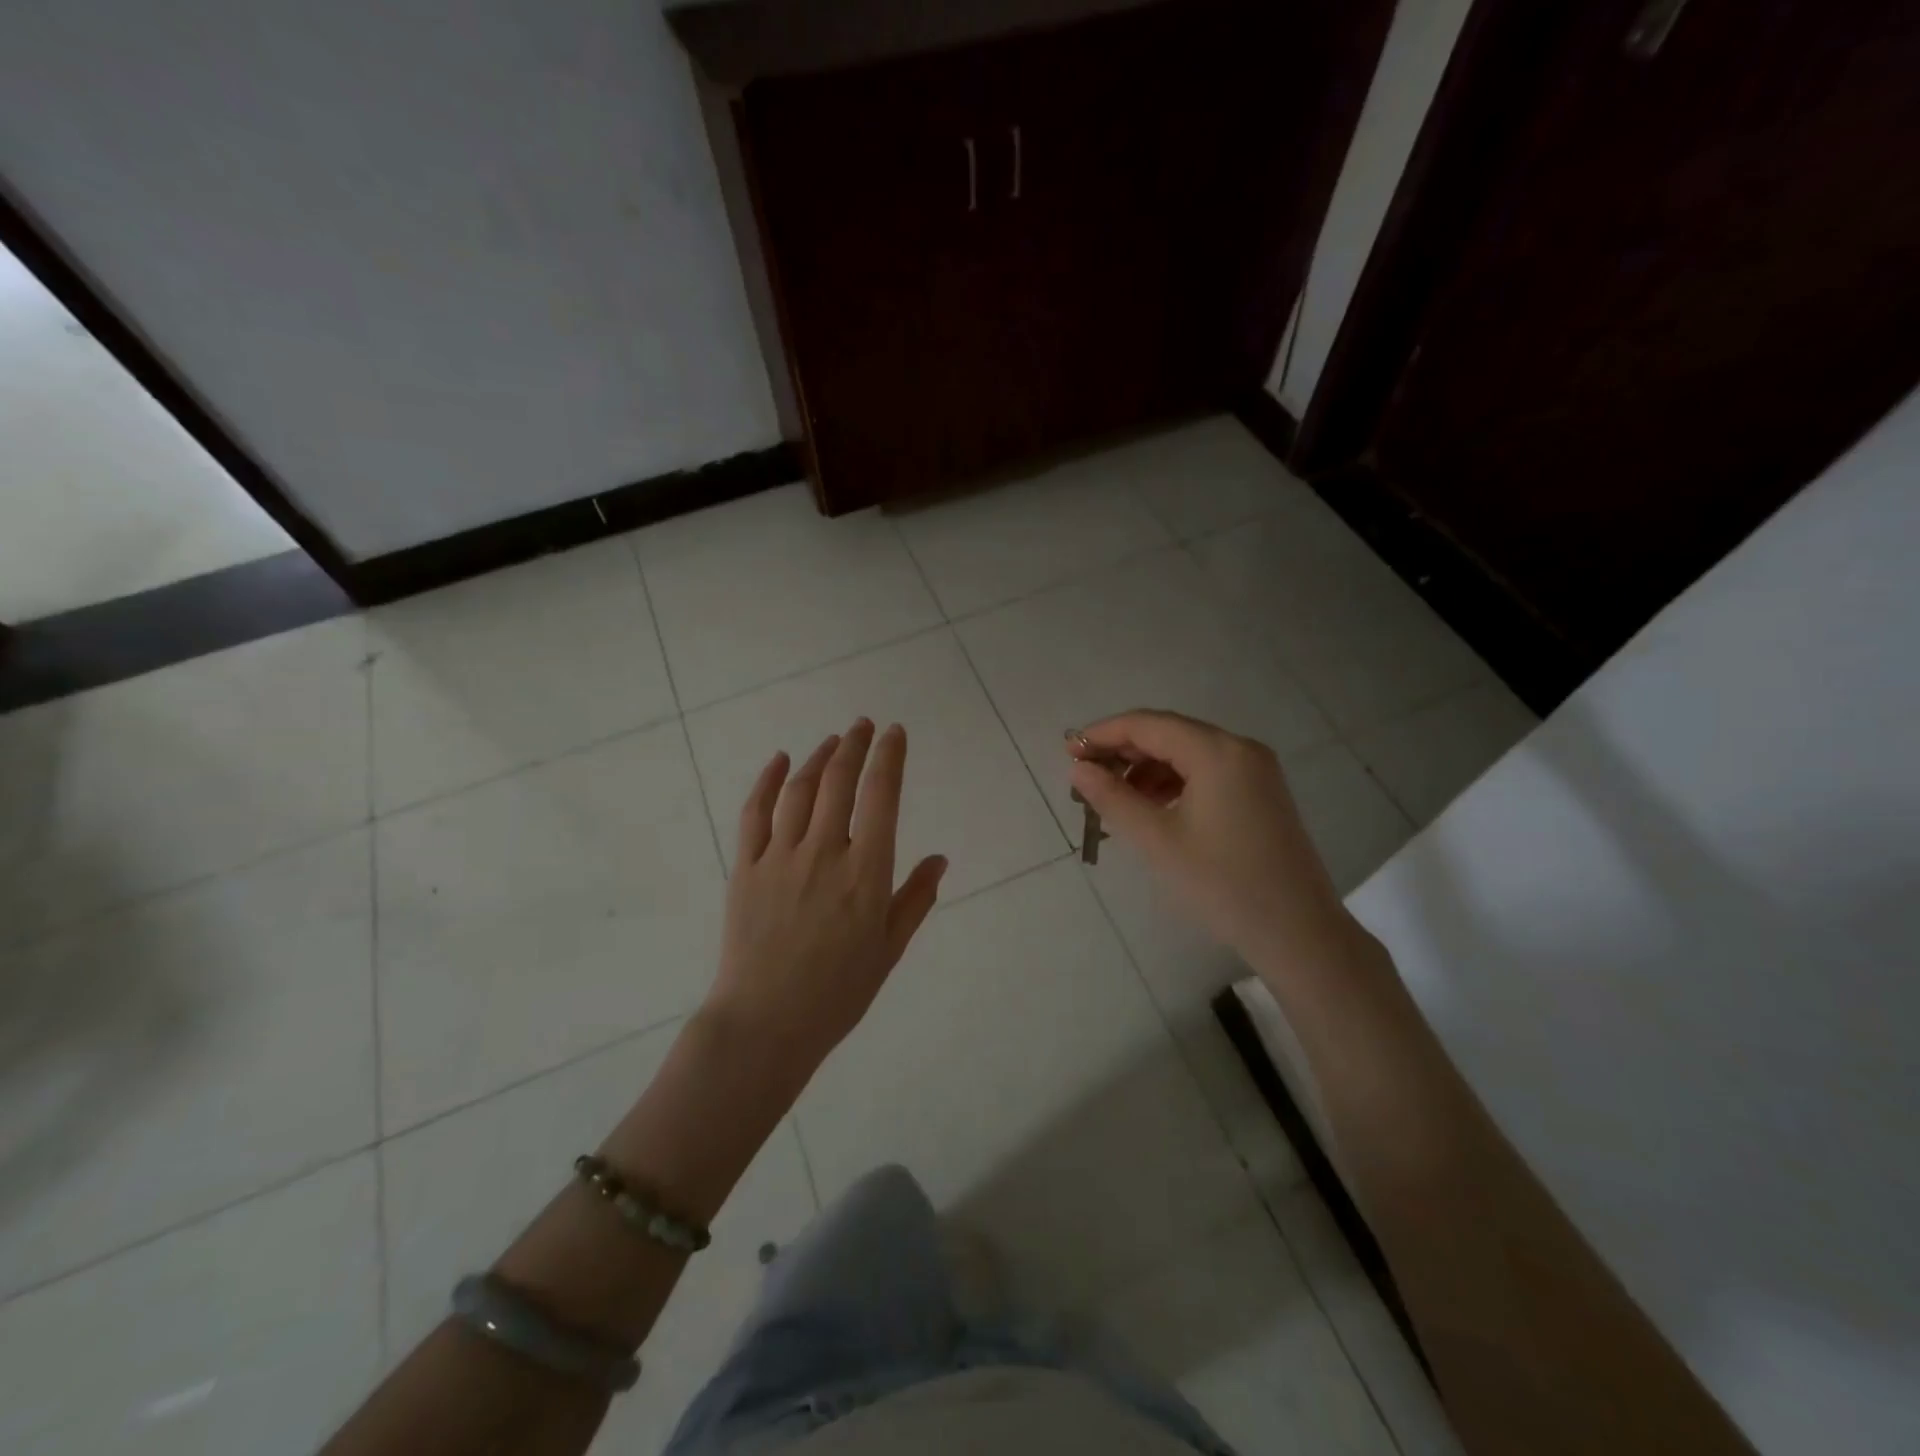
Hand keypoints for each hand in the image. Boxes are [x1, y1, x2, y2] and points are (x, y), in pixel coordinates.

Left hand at [707, 720, 946, 1082]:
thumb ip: (916, 899)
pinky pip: (755, 812)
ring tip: (832, 741)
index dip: (890, 757)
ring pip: (800, 789)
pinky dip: (768, 780)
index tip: (895, 733)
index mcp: (866, 872)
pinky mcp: (745, 867)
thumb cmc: (838, 992)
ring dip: (818, 757)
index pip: (882, 796)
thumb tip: (940, 858)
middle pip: (839, 781)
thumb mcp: (890, 949)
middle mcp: (825, 852)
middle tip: (864, 725)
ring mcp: (780, 857)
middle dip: (855, 745)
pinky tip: (779, 760)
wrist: (766, 1023)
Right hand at [1067, 710, 1356, 971]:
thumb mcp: (1157, 840)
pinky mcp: (1260, 793)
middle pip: (1169, 734)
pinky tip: (1150, 809)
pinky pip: (1206, 773)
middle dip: (1124, 751)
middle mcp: (1240, 749)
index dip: (1103, 734)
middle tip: (1085, 777)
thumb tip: (1078, 768)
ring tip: (1113, 799)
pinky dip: (1173, 784)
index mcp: (1217, 751)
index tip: (1069, 752)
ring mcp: (1255, 770)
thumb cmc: (1221, 884)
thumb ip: (1112, 798)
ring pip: (1187, 754)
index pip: (1148, 724)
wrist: (1298, 933)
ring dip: (1146, 769)